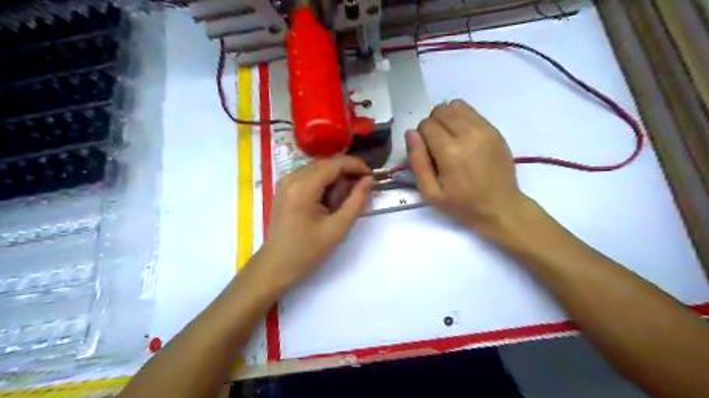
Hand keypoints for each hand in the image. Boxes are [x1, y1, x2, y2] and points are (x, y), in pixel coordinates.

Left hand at [259, 155, 370, 292]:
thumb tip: (368, 180)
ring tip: (339, 205)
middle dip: (345, 176)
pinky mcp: (285, 187)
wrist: (277, 265)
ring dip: (335, 182)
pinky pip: (310, 177)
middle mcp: (292, 177)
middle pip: (327, 164)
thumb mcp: (337, 228)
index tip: (371, 177)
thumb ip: (356, 201)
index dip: (357, 166)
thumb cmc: (307, 251)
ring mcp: (286, 181)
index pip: (335, 164)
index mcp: (303, 187)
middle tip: (356, 197)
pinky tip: (327, 204)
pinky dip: (324, 185)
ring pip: (320, 170)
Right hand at [408, 100, 528, 234]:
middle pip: (440, 111)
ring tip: (449, 139)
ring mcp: (484, 129)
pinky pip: (471, 111)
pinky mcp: (494, 129)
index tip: (427, 154)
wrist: (500, 207)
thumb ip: (417, 161)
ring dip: (446, 118)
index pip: (426, 125)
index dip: (421, 138)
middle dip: (432, 125)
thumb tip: (410, 133)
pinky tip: (462, 137)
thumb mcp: (430, 192)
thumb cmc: (462, 204)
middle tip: (437, 146)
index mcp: (450, 152)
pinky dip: (460, 118)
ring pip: (455, 106)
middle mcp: (468, 134)